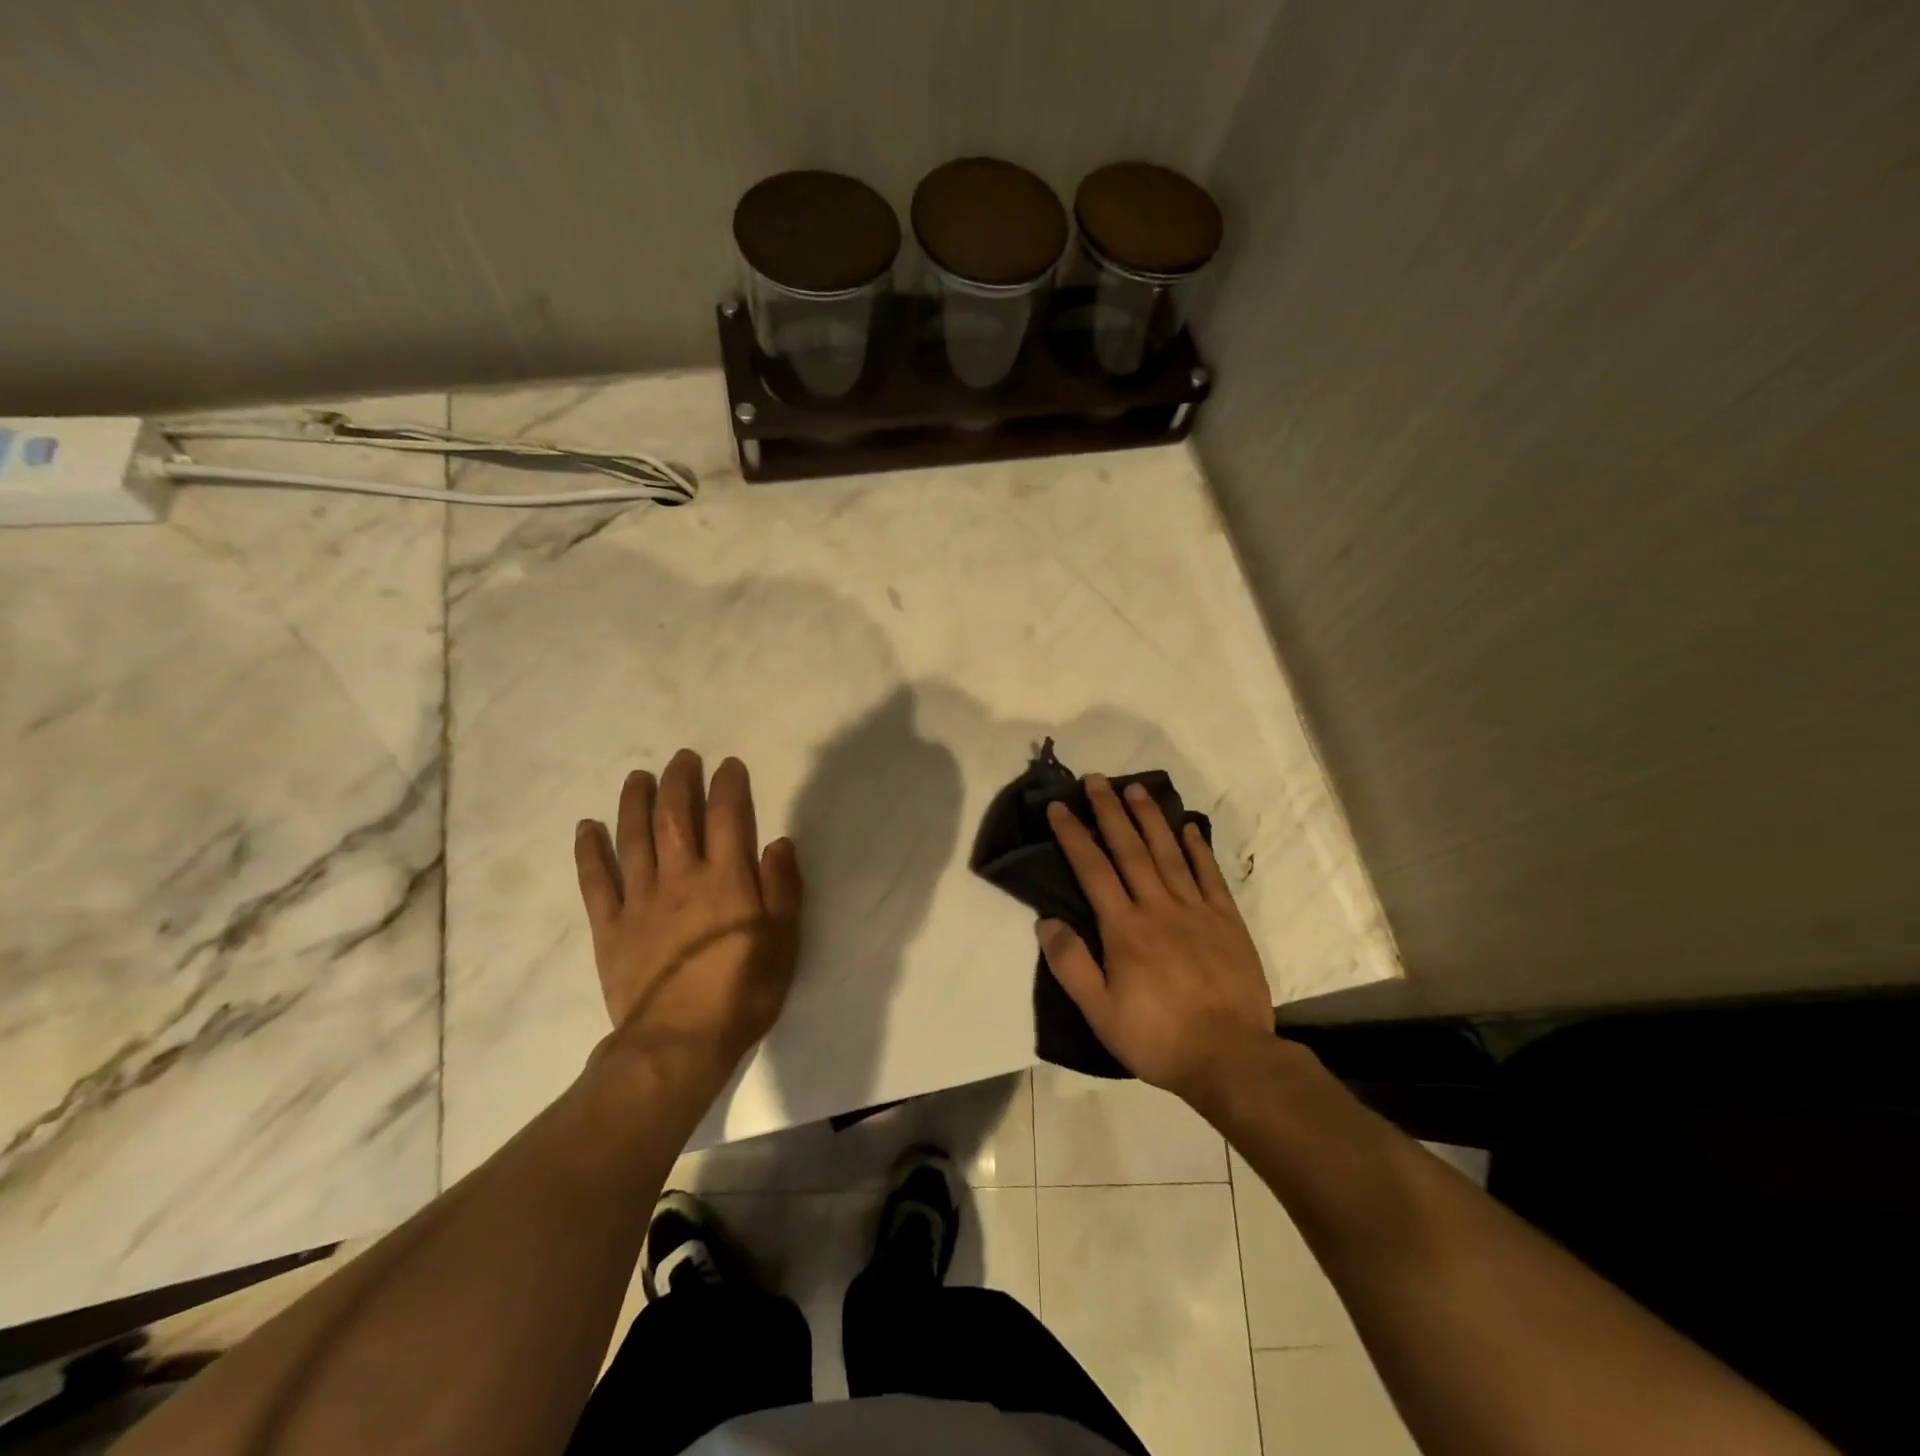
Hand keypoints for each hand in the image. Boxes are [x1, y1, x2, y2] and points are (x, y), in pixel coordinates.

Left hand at [574, 750, 802, 1068]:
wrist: (680, 1043)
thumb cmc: (743, 992)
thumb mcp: (784, 942)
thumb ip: (783, 889)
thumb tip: (778, 842)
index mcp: (726, 880)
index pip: (727, 817)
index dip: (728, 786)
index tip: (727, 765)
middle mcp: (681, 878)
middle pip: (676, 817)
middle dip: (679, 782)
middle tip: (682, 759)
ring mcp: (640, 900)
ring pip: (634, 838)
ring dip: (635, 803)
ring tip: (638, 778)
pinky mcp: (610, 926)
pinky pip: (596, 881)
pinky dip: (590, 852)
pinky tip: (587, 828)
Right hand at [1040, 776, 1274, 1104]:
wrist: (1230, 1057)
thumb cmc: (1157, 1038)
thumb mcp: (1100, 1012)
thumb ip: (1071, 964)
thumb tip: (1045, 921)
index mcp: (1124, 928)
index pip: (1093, 870)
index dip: (1074, 835)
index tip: (1059, 806)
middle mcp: (1158, 907)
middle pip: (1130, 849)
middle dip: (1110, 811)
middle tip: (1096, 779)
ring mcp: (1196, 910)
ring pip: (1169, 852)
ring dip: (1150, 818)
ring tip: (1136, 788)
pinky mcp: (1227, 920)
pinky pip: (1209, 875)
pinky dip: (1198, 848)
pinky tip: (1189, 827)